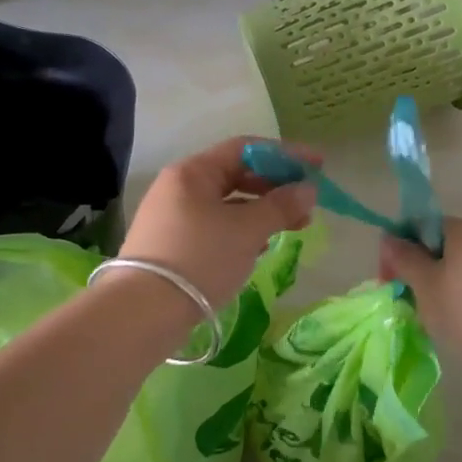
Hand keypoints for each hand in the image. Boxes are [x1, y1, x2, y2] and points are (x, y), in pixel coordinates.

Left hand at [115, 138, 318, 308]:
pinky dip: (242, 230)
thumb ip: (281, 206)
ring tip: (293, 227)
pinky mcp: (172, 245)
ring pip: (227, 203)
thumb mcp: (247, 230)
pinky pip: (216, 226)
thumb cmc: (200, 258)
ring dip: (262, 211)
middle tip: (308, 204)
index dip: (285, 154)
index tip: (318, 165)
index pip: (245, 149)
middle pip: (236, 175)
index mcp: (192, 172)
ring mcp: (172, 217)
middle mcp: (179, 187)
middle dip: (275, 187)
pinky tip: (262, 246)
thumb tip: (308, 189)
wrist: (143, 312)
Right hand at [380, 220, 461, 379]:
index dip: (400, 249)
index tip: (389, 280)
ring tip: (433, 318)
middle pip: (442, 245)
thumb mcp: (426, 287)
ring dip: (442, 286)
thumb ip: (404, 259)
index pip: (421, 225)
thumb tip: (388, 237)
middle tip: (408, 302)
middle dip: (421, 269)